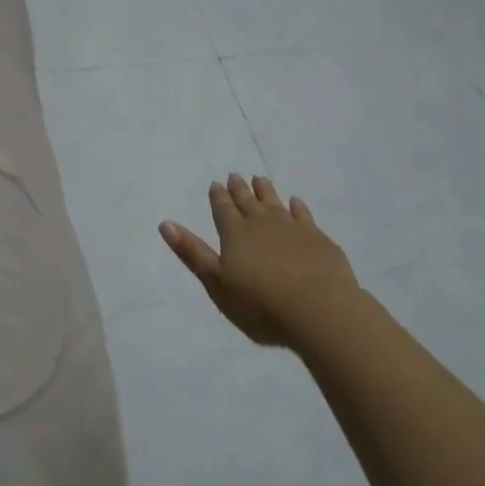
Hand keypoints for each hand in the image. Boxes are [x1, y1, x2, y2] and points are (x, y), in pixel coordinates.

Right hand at [159, 173, 363, 350]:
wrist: (319, 310)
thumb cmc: (260, 303)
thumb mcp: (216, 282)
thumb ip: (192, 252)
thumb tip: (165, 223)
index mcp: (235, 233)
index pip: (222, 209)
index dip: (218, 196)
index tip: (216, 183)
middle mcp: (262, 223)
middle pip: (248, 201)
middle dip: (239, 189)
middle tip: (235, 175)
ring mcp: (293, 228)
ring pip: (275, 203)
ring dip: (266, 191)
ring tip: (260, 179)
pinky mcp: (318, 239)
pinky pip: (304, 215)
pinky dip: (297, 207)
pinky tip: (296, 202)